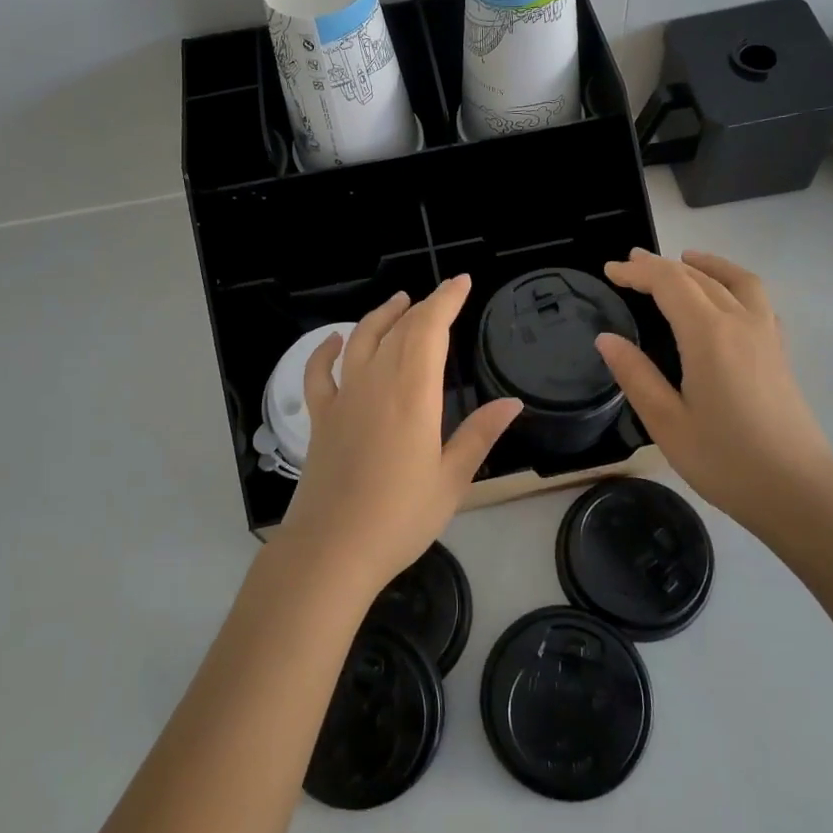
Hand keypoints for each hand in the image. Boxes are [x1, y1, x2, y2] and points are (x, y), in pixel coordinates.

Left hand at [276, 276, 521, 598]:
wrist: (331, 550)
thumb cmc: (400, 517)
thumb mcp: (451, 479)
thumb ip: (479, 435)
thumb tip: (512, 402)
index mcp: (412, 394)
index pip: (430, 329)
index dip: (447, 300)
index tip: (462, 282)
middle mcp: (376, 384)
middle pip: (400, 329)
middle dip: (425, 305)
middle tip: (444, 293)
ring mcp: (343, 399)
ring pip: (361, 341)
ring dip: (382, 316)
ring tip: (400, 301)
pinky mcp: (321, 418)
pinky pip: (319, 373)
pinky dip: (325, 351)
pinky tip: (335, 340)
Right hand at [594, 249, 832, 536]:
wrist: (798, 490)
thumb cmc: (726, 460)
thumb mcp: (667, 422)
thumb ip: (636, 375)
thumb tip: (606, 339)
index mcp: (708, 335)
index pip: (669, 284)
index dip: (638, 272)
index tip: (610, 270)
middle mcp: (740, 322)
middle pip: (698, 277)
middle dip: (662, 266)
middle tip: (631, 264)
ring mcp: (766, 334)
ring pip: (735, 281)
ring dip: (706, 265)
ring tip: (685, 259)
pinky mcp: (779, 351)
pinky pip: (757, 299)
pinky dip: (734, 283)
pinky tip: (726, 298)